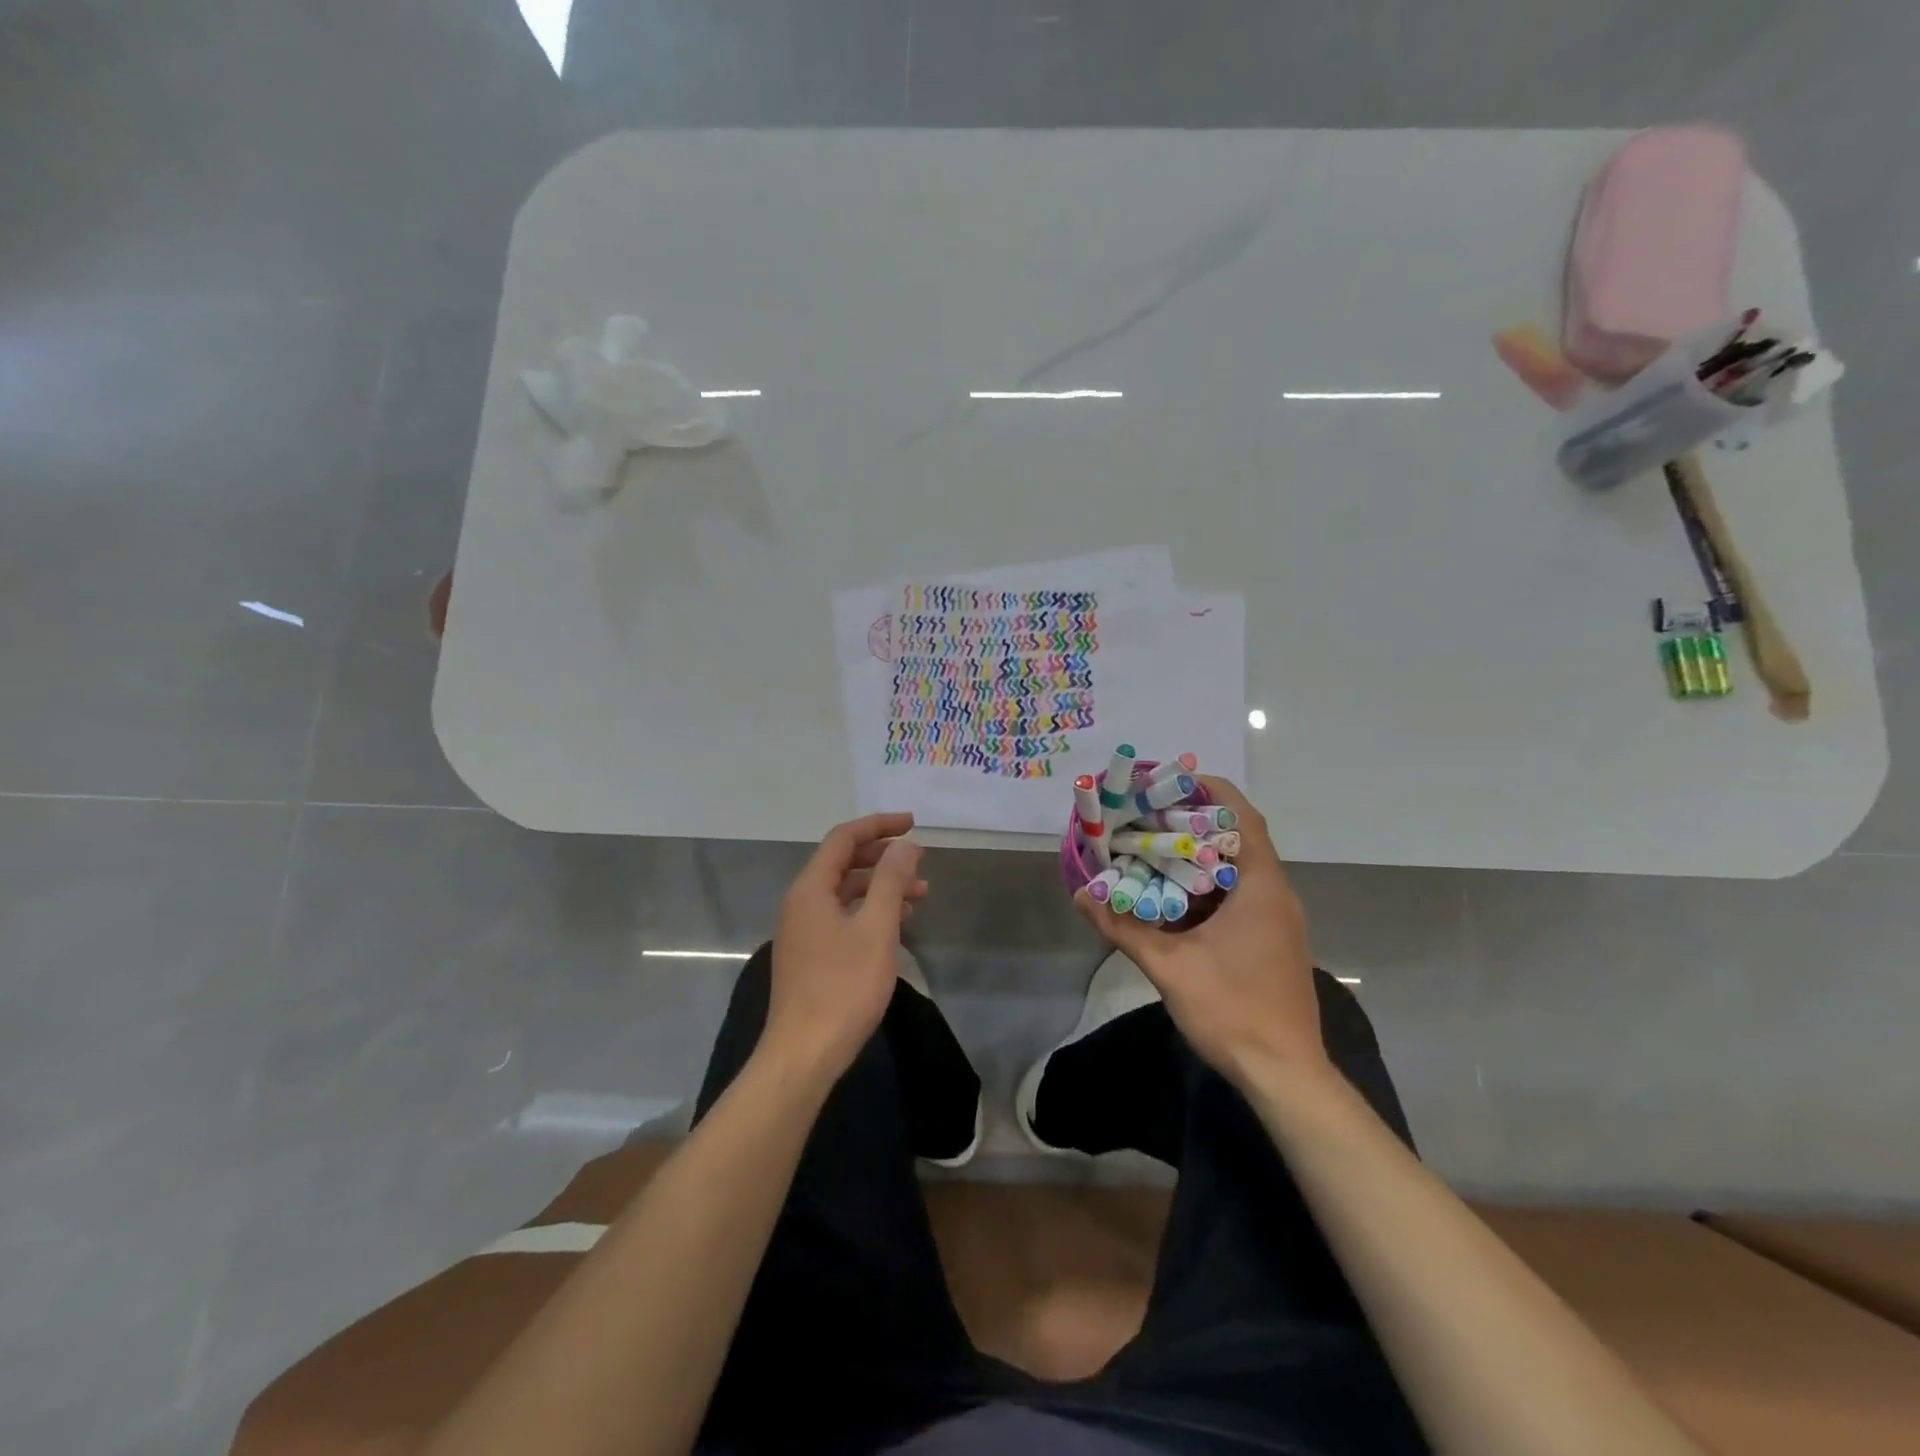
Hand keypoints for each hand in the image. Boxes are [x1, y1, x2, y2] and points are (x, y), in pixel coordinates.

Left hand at [764, 812, 927, 1080]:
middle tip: (919, 860)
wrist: (804, 1054)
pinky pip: (842, 918)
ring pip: (845, 893)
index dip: (878, 825)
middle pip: (842, 863)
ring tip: (920, 895)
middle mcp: (801, 903)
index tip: (913, 823)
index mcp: (810, 889)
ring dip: (881, 887)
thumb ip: (891, 881)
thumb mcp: (876, 928)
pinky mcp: (810, 956)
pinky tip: (897, 927)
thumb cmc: (843, 987)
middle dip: (883, 857)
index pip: (843, 839)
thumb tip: (905, 844)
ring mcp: (802, 931)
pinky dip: (870, 912)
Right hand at [1074, 777, 1327, 1088]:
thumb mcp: (1170, 967)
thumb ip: (1123, 928)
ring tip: (1150, 847)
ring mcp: (1276, 918)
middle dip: (1192, 822)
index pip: (1241, 818)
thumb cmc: (1233, 1012)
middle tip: (1146, 814)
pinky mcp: (1271, 939)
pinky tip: (1168, 896)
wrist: (1285, 1075)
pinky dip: (1204, 886)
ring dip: (1196, 856)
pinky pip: (1237, 895)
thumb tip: (1080, 896)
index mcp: (1260, 888)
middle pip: (1236, 838)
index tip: (1168, 781)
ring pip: (1235, 869)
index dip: (1208, 792)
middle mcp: (1274, 894)